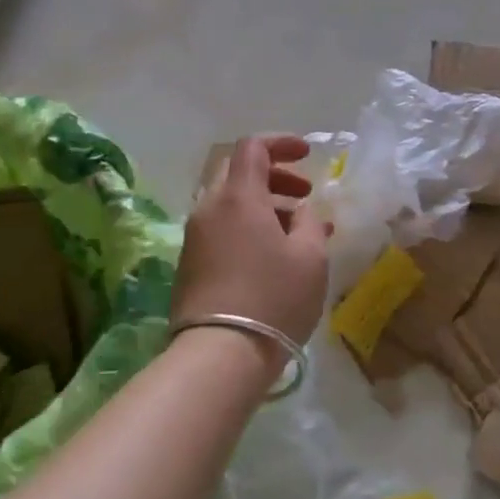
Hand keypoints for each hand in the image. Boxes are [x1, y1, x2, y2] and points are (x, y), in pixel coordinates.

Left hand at [172, 135, 329, 350]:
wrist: (218, 355)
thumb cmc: (273, 298)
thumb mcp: (310, 257)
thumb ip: (309, 223)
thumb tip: (300, 212)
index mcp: (239, 197)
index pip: (252, 147)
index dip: (281, 143)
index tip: (307, 155)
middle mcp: (210, 208)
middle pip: (238, 172)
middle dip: (274, 176)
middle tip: (303, 195)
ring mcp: (195, 237)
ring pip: (230, 203)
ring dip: (264, 206)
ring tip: (297, 231)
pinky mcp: (189, 264)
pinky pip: (221, 229)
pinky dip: (248, 227)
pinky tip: (273, 255)